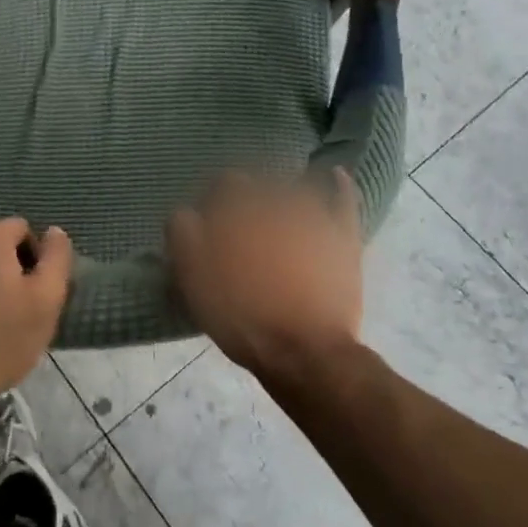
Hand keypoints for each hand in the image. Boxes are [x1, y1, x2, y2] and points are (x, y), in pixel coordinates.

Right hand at [166, 168, 364, 379]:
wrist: (304, 351)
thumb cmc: (243, 317)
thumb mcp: (194, 280)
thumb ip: (184, 235)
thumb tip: (185, 211)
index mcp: (237, 210)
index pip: (222, 185)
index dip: (214, 202)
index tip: (208, 224)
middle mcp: (275, 201)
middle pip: (258, 185)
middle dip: (247, 199)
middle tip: (240, 229)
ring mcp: (314, 215)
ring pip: (296, 187)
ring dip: (284, 193)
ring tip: (278, 213)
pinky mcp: (343, 235)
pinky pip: (343, 198)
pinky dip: (339, 185)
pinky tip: (335, 175)